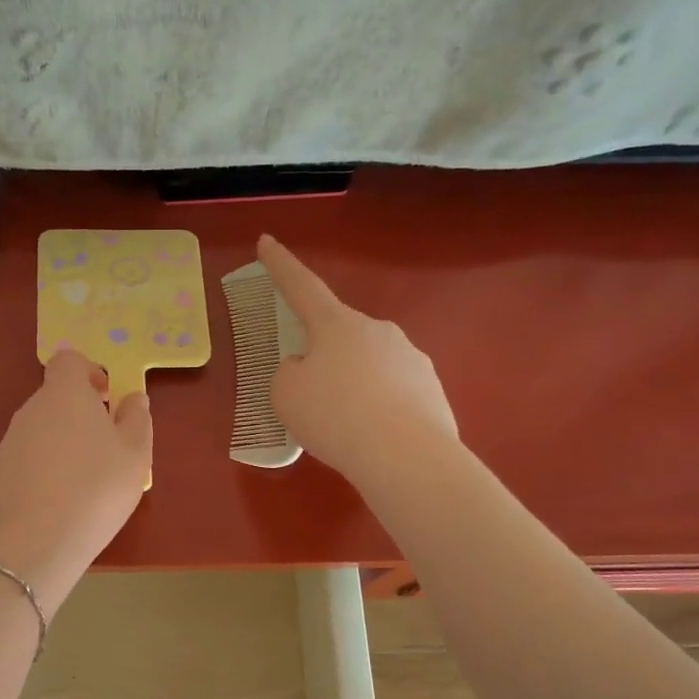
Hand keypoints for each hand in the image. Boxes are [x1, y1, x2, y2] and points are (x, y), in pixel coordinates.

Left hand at [0, 350, 152, 615]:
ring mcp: (11, 440)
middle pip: (56, 396)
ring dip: (63, 441)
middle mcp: (32, 409)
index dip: (89, 371)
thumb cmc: (96, 488)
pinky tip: (61, 498)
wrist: (35, 541)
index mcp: (65, 394)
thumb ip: (136, 420)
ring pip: (42, 428)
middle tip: (106, 445)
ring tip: (86, 478)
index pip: (69, 360)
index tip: (107, 397)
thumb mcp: (135, 455)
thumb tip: (134, 398)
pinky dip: (46, 466)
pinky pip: (29, 456)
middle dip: (80, 412)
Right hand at [259, 234, 458, 488]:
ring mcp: (411, 357)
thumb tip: (310, 370)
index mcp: (336, 324)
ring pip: (368, 366)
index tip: (266, 241)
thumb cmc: (334, 416)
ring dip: (353, 386)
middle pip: (338, 336)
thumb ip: (290, 373)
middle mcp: (377, 330)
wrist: (406, 457)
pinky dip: (379, 409)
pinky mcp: (432, 389)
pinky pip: (393, 393)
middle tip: (312, 398)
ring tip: (346, 428)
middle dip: (323, 358)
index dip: (280, 265)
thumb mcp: (286, 394)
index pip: (301, 286)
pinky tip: (374, 438)